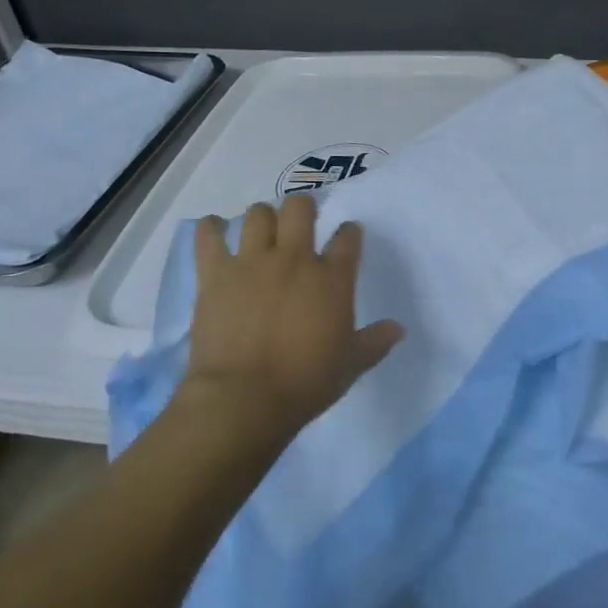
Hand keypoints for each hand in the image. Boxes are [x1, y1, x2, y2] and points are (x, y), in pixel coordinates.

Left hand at [181, 195, 404, 444]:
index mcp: (332, 278)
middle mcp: (294, 259)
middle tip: (302, 223)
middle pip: (300, 208)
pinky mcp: (216, 274)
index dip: (349, 233)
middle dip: (304, 208)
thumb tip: (399, 328)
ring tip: (262, 231)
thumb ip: (376, 341)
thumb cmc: (304, 383)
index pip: (347, 238)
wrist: (244, 399)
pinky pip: (209, 235)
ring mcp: (252, 262)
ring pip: (258, 214)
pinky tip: (215, 230)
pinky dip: (211, 229)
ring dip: (263, 218)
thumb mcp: (351, 365)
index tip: (348, 236)